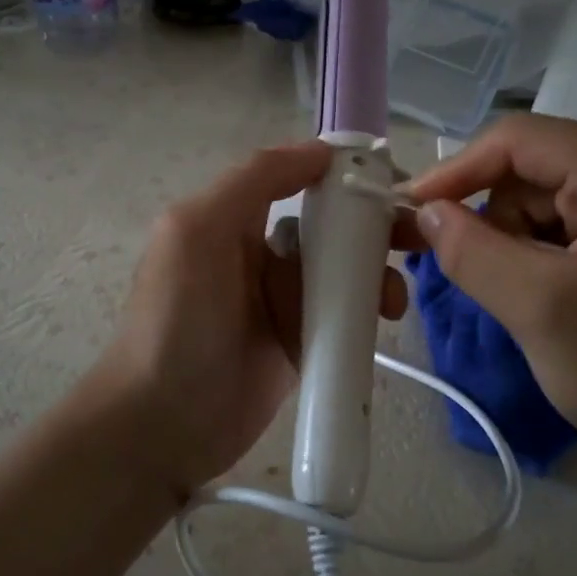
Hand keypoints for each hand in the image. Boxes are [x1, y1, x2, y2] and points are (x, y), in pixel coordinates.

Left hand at [93, 142, 407, 496]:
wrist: (163, 425)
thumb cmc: (176, 322)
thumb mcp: (197, 231)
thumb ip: (253, 181)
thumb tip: (319, 150)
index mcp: (232, 219)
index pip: (297, 180)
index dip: (342, 175)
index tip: (390, 181)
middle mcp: (259, 254)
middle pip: (329, 226)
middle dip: (373, 227)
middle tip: (413, 239)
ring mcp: (281, 303)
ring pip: (344, 272)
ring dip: (376, 274)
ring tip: (392, 299)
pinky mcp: (300, 345)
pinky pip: (344, 317)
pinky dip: (367, 314)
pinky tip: (383, 320)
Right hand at [406, 115, 576, 462]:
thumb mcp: (543, 311)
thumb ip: (473, 252)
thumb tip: (426, 213)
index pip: (520, 140)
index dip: (456, 171)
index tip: (409, 214)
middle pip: (534, 169)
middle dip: (492, 218)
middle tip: (474, 277)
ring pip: (547, 202)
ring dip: (516, 244)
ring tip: (524, 303)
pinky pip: (571, 228)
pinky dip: (541, 259)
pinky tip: (547, 303)